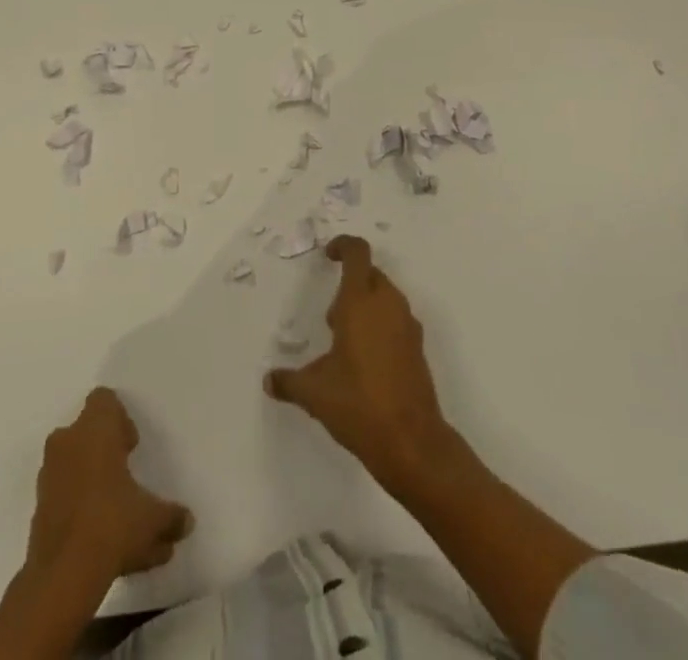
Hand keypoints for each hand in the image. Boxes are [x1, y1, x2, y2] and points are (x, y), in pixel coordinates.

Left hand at [26, 388, 191, 581]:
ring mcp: (48, 477)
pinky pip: (65, 497)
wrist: (62, 576)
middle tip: (126, 474)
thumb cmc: (112, 523)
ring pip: (74, 466)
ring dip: (93, 482)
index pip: (103, 400)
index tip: (131, 445)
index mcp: (94, 429)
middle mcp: (67, 443)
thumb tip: (187, 521)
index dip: (119, 418)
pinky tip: (103, 543)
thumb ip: (171, 516)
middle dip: (105, 450)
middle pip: (86, 432)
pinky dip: (81, 510)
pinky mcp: (38, 510)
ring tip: (119, 517)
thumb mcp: (153, 518)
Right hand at [264, 236, 457, 492]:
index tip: (328, 256)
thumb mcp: (314, 392)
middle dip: (350, 285)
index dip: (342, 246)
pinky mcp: (418, 348)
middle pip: (370, 274)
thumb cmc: (358, 404)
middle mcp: (388, 304)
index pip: (357, 253)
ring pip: (385, 297)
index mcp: (361, 302)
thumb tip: (270, 380)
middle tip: (330, 318)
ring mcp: (408, 326)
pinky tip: (366, 362)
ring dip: (366, 306)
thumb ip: (289, 381)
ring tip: (344, 343)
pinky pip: (396, 320)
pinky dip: (380, 326)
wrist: (412, 442)